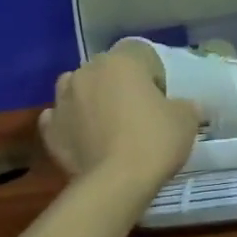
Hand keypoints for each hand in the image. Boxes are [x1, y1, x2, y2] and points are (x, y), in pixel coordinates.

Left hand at [37, 50, 200, 191]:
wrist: (115, 183)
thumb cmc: (154, 141)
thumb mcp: (187, 119)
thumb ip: (183, 105)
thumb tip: (180, 107)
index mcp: (121, 61)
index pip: (141, 52)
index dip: (154, 73)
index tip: (163, 97)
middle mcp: (87, 72)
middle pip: (108, 70)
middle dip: (121, 85)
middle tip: (139, 113)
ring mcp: (62, 100)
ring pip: (79, 90)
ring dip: (92, 100)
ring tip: (109, 126)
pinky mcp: (49, 130)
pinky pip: (62, 119)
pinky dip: (72, 125)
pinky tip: (86, 140)